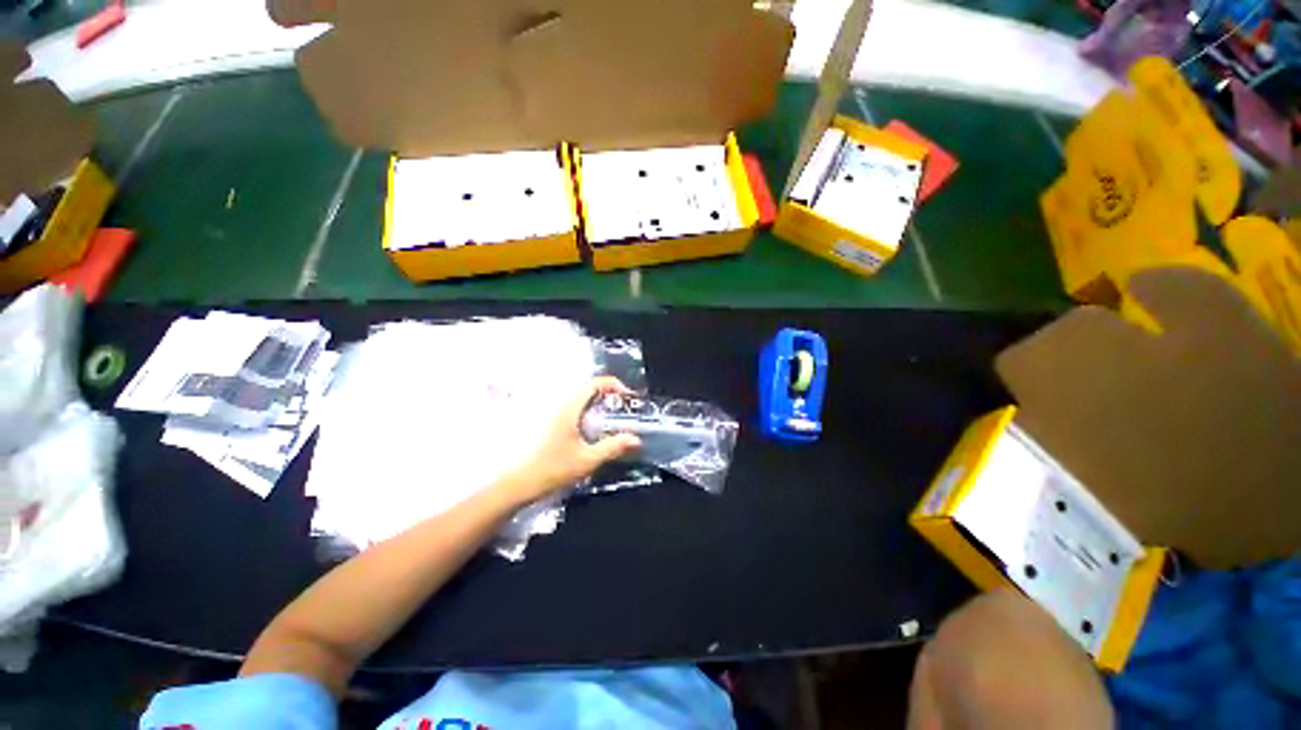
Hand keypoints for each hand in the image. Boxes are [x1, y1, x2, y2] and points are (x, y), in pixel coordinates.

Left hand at [501, 377, 641, 503]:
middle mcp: (557, 404)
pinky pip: (567, 405)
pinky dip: (582, 408)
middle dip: (605, 392)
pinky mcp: (543, 419)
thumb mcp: (587, 460)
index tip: (626, 396)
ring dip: (593, 400)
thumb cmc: (552, 469)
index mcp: (569, 408)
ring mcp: (548, 410)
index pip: (593, 383)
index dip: (613, 385)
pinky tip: (586, 427)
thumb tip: (635, 439)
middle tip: (619, 406)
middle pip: (585, 387)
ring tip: (606, 416)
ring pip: (575, 396)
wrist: (518, 482)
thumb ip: (613, 447)